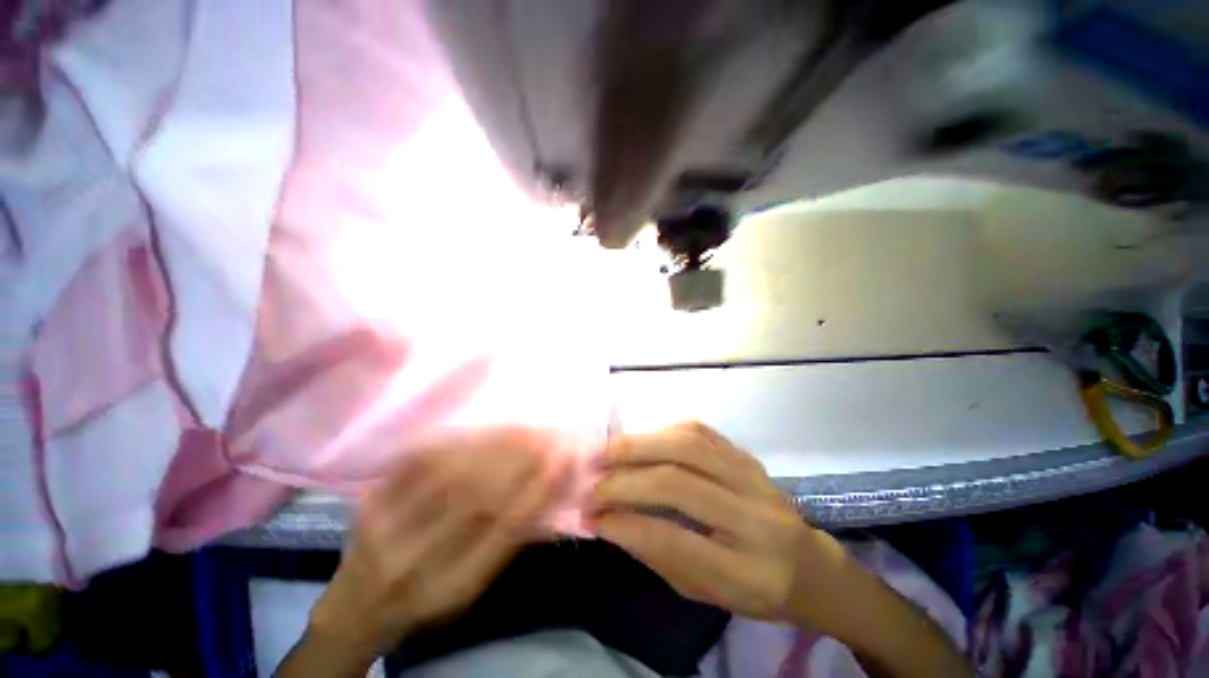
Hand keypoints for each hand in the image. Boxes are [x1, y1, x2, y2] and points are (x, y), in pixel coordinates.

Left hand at [309, 428, 570, 662]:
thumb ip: (507, 544)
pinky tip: (481, 429)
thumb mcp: (471, 590)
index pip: (504, 529)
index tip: (561, 460)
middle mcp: (414, 559)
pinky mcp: (371, 500)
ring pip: (450, 472)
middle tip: (546, 436)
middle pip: (477, 495)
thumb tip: (546, 497)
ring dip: (493, 445)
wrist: (355, 607)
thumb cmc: (424, 602)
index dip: (537, 489)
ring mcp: (386, 525)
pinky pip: (419, 461)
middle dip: (520, 459)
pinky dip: (457, 441)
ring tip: (523, 428)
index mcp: (449, 587)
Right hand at [589, 422, 825, 620]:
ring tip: (608, 453)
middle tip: (592, 481)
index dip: (625, 524)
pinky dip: (663, 432)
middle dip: (625, 479)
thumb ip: (657, 554)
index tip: (591, 516)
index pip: (674, 541)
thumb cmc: (754, 588)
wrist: (810, 565)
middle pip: (679, 483)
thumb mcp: (705, 592)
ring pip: (689, 446)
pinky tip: (643, 441)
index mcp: (748, 572)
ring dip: (640, 446)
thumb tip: (609, 521)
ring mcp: (753, 477)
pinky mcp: (746, 455)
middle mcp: (754, 517)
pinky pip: (700, 432)